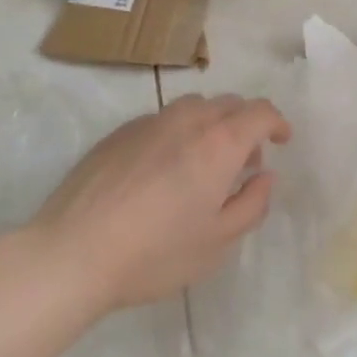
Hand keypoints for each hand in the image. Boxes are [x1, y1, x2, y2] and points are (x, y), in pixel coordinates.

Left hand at [31, 94, 291, 312]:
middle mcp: (186, 120)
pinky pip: (162, 120)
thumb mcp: (217, 242)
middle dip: (246, 123)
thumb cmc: (155, 253)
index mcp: (218, 143)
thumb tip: (264, 176)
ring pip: (193, 107)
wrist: (73, 251)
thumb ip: (251, 204)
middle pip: (227, 103)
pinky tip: (164, 170)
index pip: (259, 112)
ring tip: (205, 162)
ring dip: (211, 124)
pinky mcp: (118, 133)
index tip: (282, 140)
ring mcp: (148, 122)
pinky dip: (178, 132)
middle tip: (246, 160)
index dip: (277, 122)